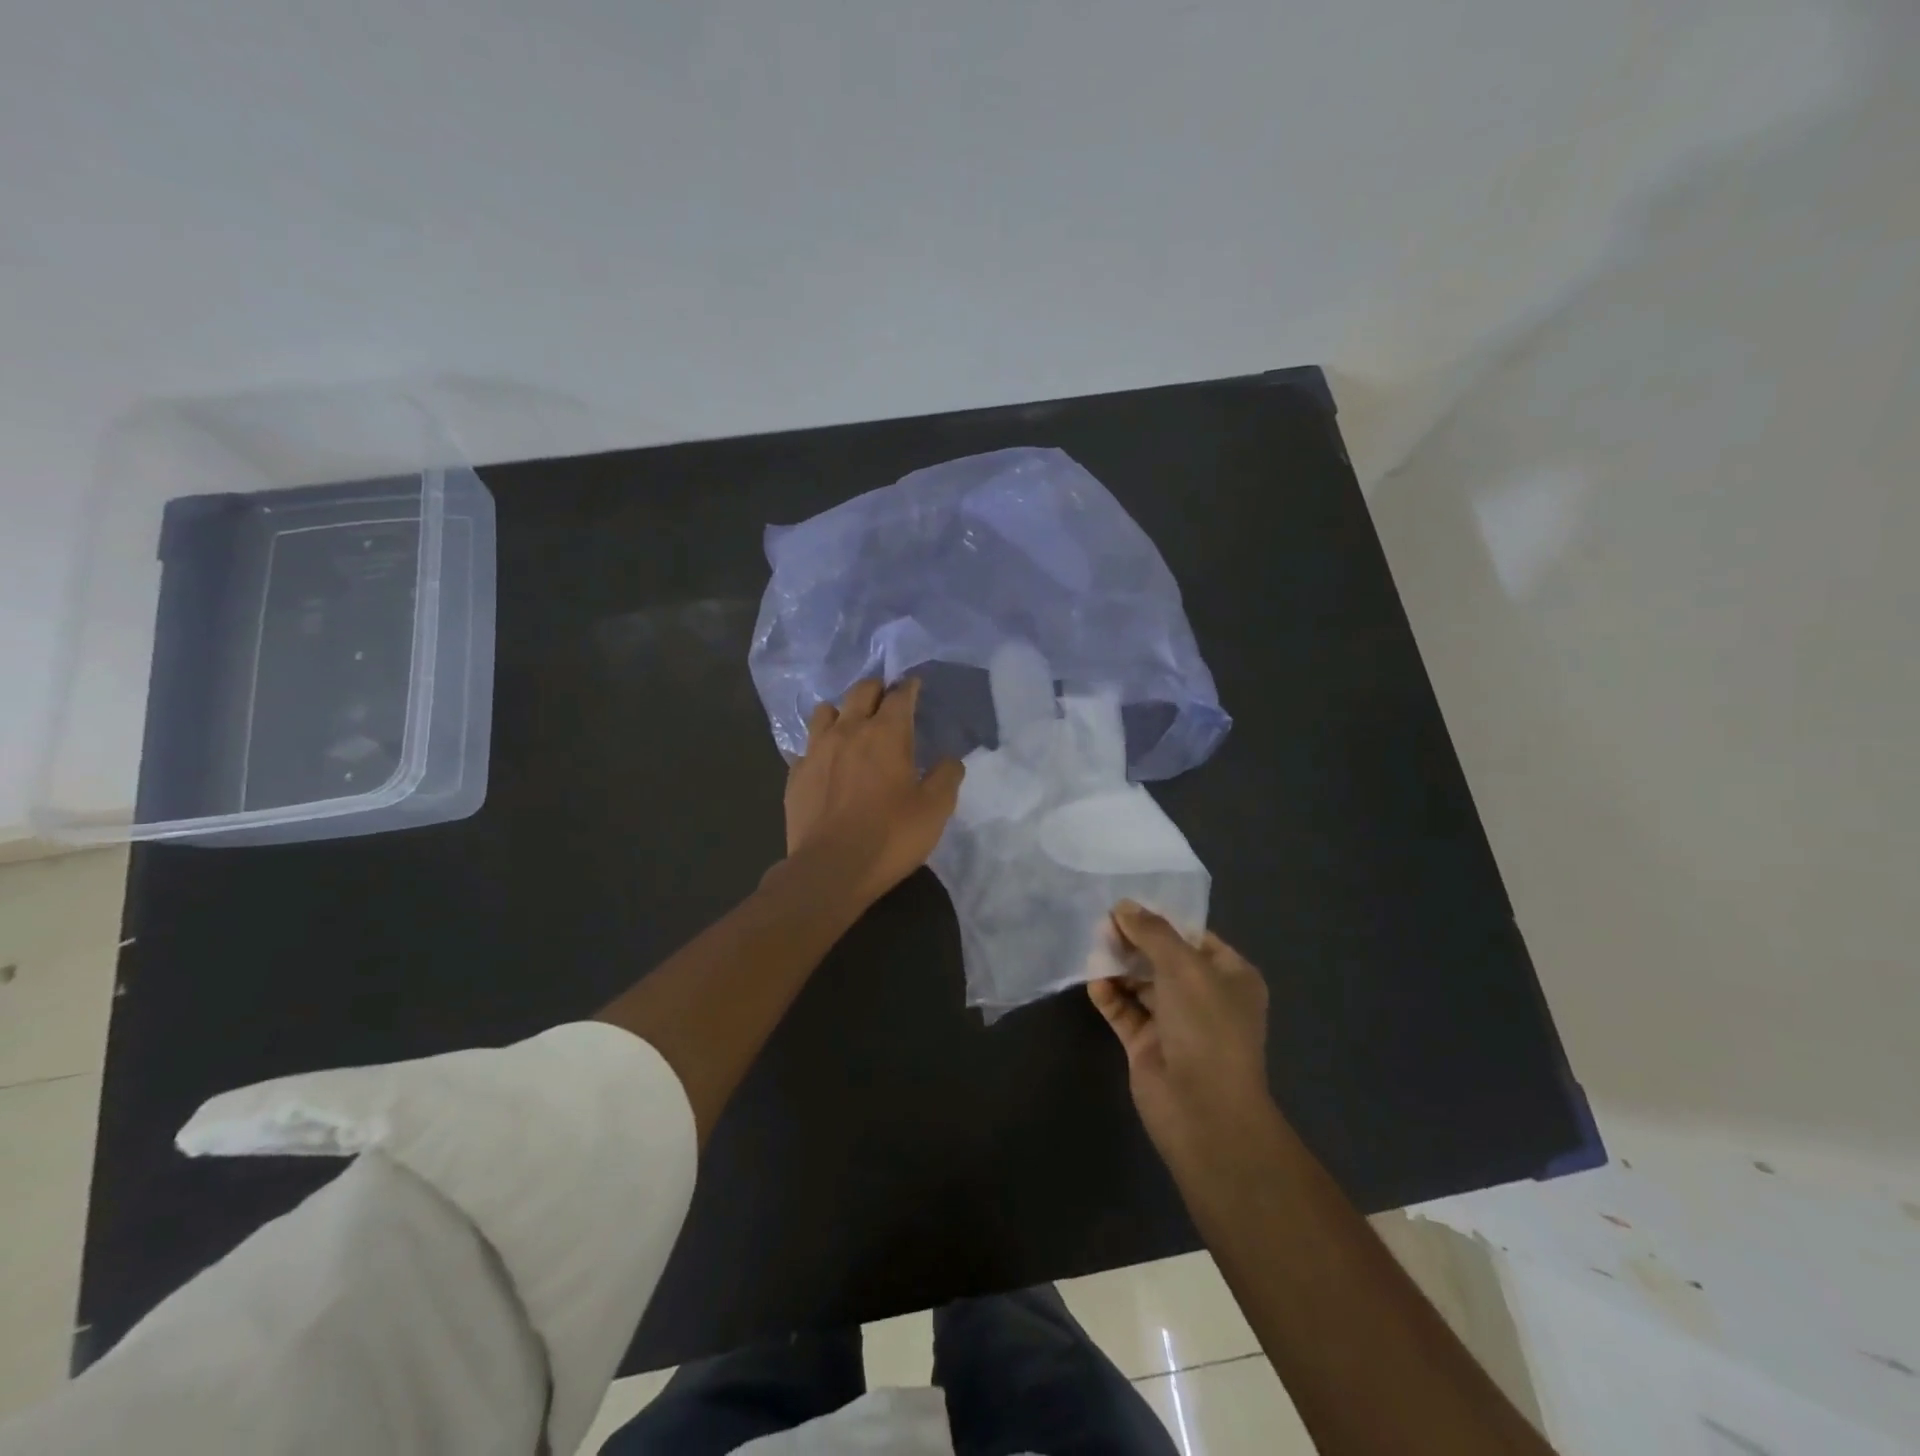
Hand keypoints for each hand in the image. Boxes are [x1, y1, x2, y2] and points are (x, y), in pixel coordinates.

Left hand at [783, 678, 964, 906]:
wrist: (830, 869)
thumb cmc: (890, 836)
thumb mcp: (935, 810)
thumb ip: (946, 776)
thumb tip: (950, 759)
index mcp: (886, 733)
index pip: (900, 695)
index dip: (910, 687)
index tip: (915, 686)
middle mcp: (848, 730)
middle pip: (860, 691)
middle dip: (877, 689)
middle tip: (886, 700)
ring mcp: (816, 750)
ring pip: (825, 710)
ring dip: (842, 711)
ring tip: (851, 726)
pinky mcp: (795, 774)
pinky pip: (807, 746)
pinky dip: (820, 746)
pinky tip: (826, 762)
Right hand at [1088, 902, 1274, 1164]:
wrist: (1204, 1111)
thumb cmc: (1207, 1027)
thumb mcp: (1184, 967)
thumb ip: (1152, 932)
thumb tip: (1123, 905)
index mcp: (1230, 976)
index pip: (1193, 937)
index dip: (1162, 920)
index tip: (1127, 905)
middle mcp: (1204, 996)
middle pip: (1163, 958)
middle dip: (1134, 941)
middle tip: (1103, 924)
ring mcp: (1174, 1022)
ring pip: (1140, 983)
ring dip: (1118, 965)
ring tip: (1093, 947)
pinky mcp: (1146, 1045)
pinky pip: (1124, 1010)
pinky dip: (1109, 995)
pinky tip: (1094, 982)